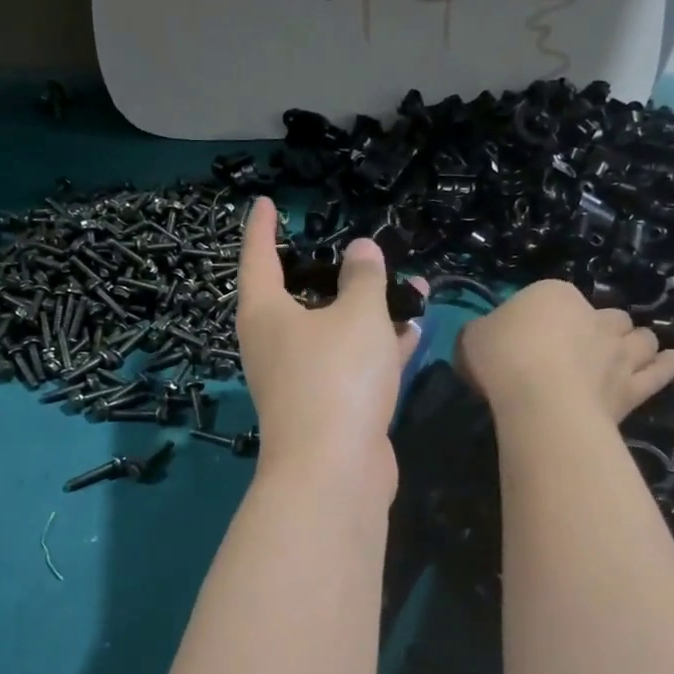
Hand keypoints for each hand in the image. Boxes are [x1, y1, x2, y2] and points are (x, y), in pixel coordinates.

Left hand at [236, 197, 422, 494]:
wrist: (335, 470)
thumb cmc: (337, 376)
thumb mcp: (357, 315)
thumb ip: (363, 278)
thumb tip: (360, 250)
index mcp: (266, 313)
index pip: (258, 257)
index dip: (262, 228)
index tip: (266, 203)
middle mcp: (275, 344)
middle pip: (300, 297)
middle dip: (335, 274)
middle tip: (359, 252)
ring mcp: (301, 379)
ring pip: (335, 332)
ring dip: (371, 311)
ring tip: (412, 287)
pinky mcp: (328, 407)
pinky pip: (353, 365)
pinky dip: (378, 348)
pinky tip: (414, 332)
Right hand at [457, 279, 673, 423]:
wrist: (539, 398)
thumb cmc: (502, 359)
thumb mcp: (472, 338)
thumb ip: (483, 332)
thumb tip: (487, 335)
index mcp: (554, 296)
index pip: (554, 299)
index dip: (544, 317)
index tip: (530, 337)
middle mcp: (595, 318)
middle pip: (607, 317)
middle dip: (600, 327)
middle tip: (582, 346)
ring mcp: (619, 353)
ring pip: (640, 339)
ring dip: (635, 342)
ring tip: (627, 351)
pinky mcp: (633, 388)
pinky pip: (658, 373)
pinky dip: (665, 365)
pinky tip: (672, 359)